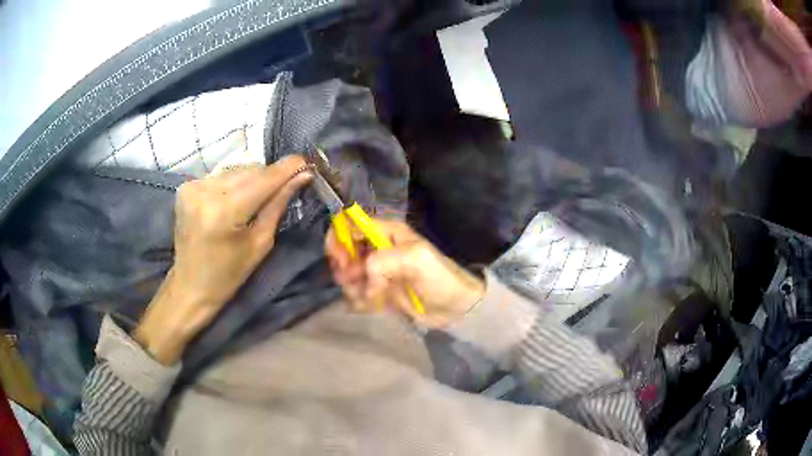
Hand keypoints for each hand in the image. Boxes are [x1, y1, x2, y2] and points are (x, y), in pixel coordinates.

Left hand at [134, 156, 311, 363]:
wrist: (190, 286)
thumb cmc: (229, 274)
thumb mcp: (260, 244)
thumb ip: (278, 205)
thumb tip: (302, 176)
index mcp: (223, 213)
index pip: (263, 179)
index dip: (287, 168)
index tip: (307, 162)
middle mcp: (204, 192)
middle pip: (250, 170)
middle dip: (271, 176)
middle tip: (286, 185)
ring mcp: (192, 186)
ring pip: (236, 169)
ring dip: (253, 178)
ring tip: (258, 197)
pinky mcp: (186, 186)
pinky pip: (221, 175)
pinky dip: (234, 182)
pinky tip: (236, 198)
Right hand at [325, 219, 484, 327]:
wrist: (455, 308)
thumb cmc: (440, 278)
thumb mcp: (416, 259)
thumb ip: (382, 262)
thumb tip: (364, 280)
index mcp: (387, 231)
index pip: (350, 222)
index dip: (339, 238)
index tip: (343, 260)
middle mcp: (378, 248)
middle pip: (343, 250)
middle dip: (345, 268)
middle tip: (355, 282)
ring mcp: (377, 271)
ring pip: (347, 275)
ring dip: (353, 288)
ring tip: (371, 298)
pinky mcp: (378, 291)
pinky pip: (357, 294)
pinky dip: (361, 302)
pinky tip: (376, 306)